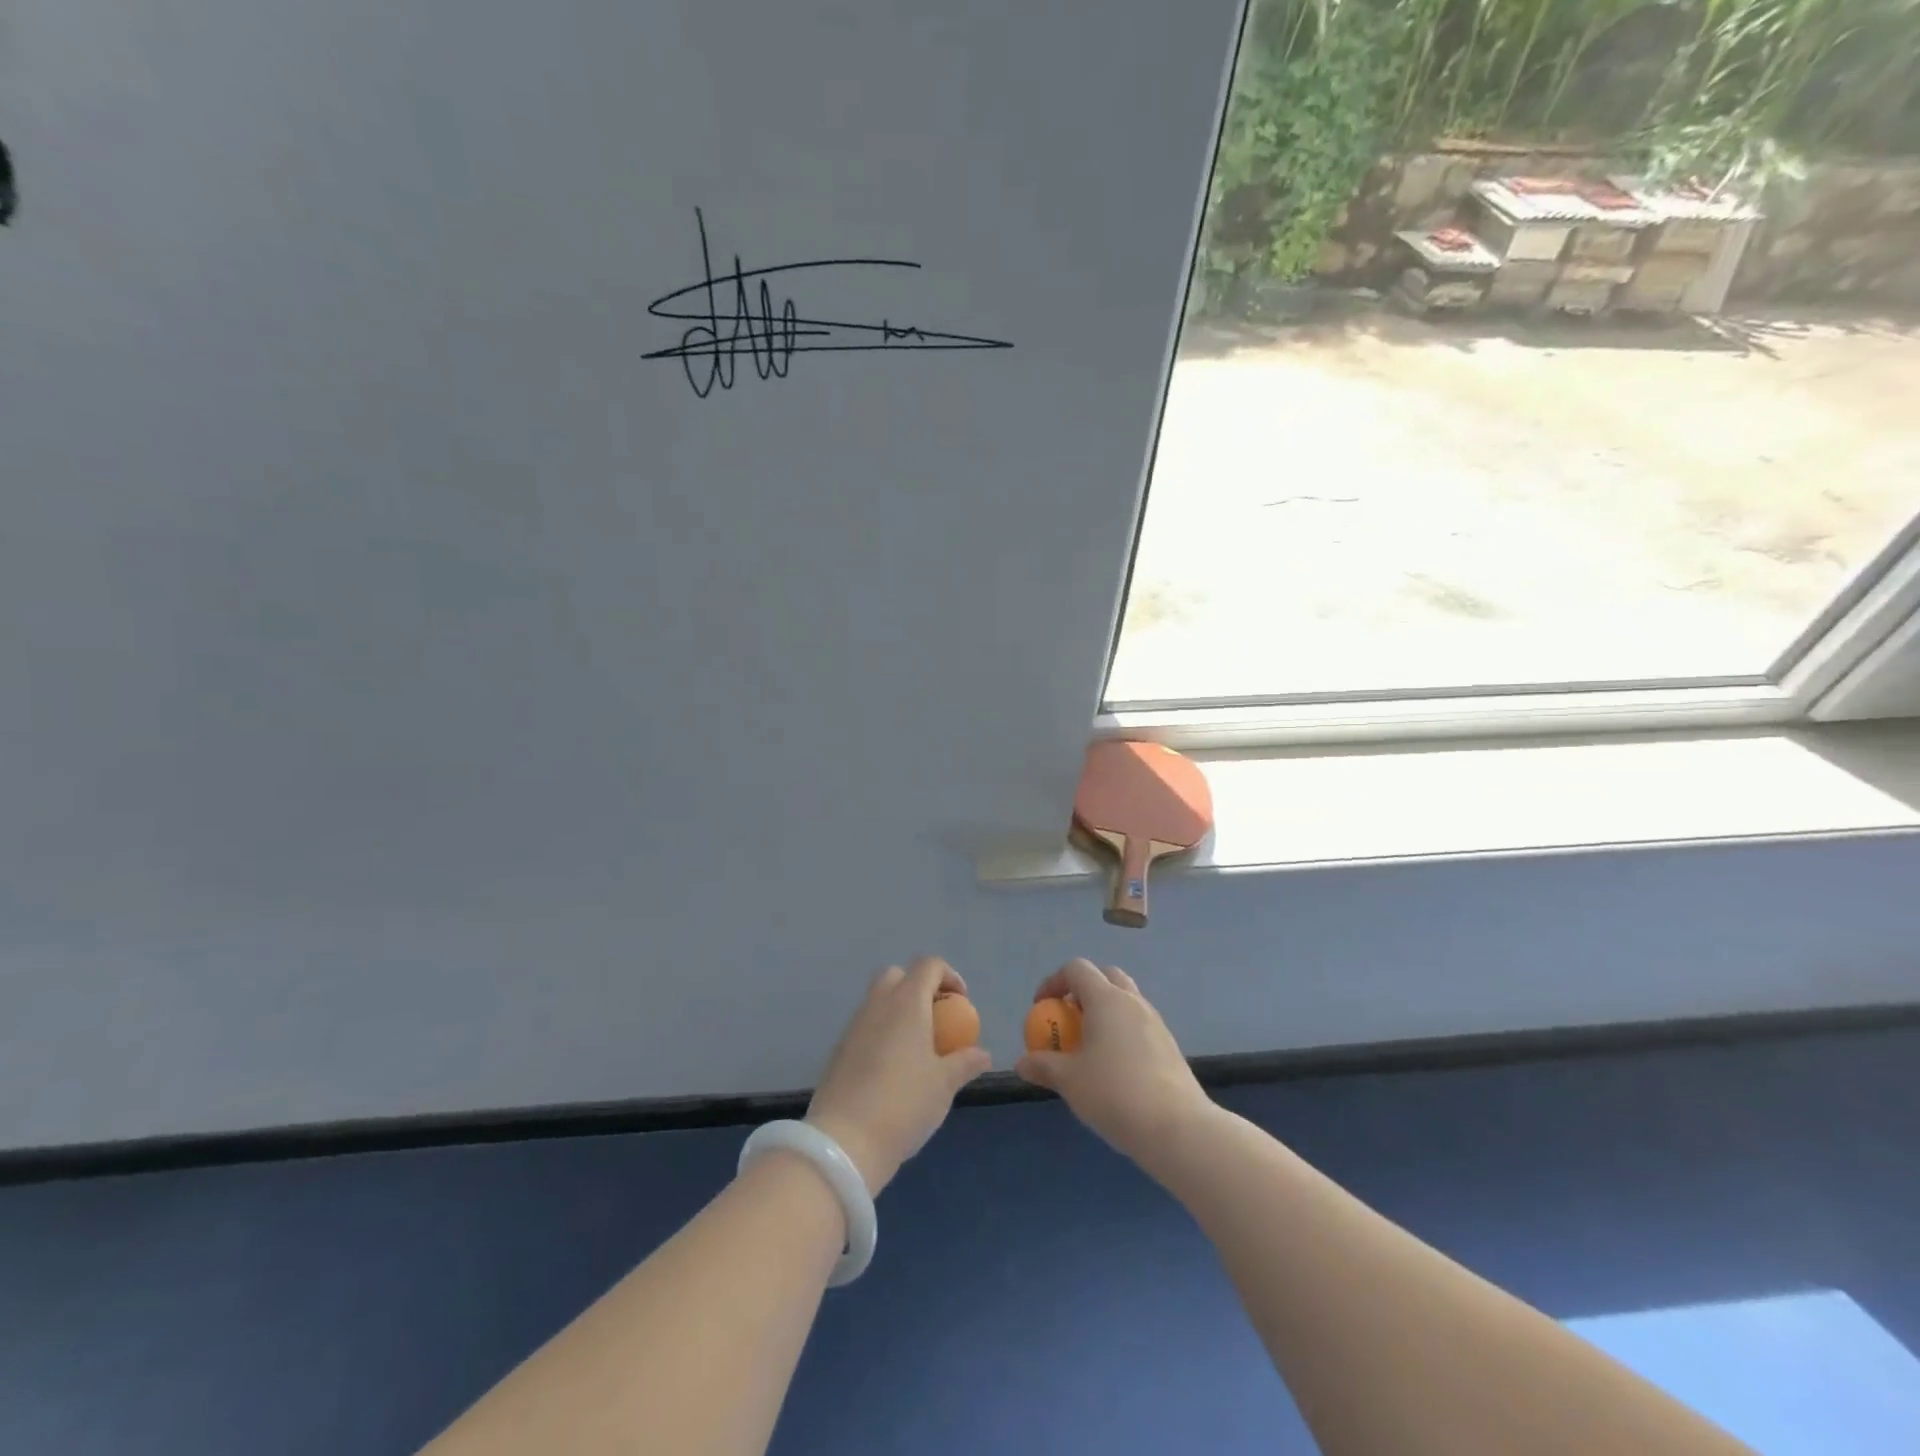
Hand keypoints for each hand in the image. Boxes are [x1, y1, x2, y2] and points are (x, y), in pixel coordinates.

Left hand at [805, 956, 992, 1196]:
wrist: (845, 1142)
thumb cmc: (904, 1104)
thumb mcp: (944, 1085)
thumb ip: (965, 1062)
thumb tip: (983, 1053)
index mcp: (906, 1002)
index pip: (928, 965)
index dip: (949, 976)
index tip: (961, 1004)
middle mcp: (878, 1004)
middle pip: (897, 975)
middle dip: (919, 987)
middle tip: (937, 1018)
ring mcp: (854, 1026)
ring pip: (878, 1000)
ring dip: (899, 1011)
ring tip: (918, 1047)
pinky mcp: (840, 1049)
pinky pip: (866, 1025)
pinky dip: (883, 1032)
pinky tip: (894, 1068)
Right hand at [1015, 959, 1211, 1164]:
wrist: (1178, 1128)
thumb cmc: (1115, 1094)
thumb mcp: (1070, 1081)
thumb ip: (1043, 1066)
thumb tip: (1022, 1063)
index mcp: (1106, 999)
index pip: (1077, 969)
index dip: (1053, 982)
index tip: (1041, 1008)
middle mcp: (1132, 1002)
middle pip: (1105, 977)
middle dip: (1082, 991)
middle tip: (1068, 1020)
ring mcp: (1155, 1022)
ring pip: (1125, 1000)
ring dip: (1103, 1012)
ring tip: (1089, 1047)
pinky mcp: (1169, 1045)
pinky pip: (1138, 1024)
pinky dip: (1121, 1032)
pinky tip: (1114, 1067)